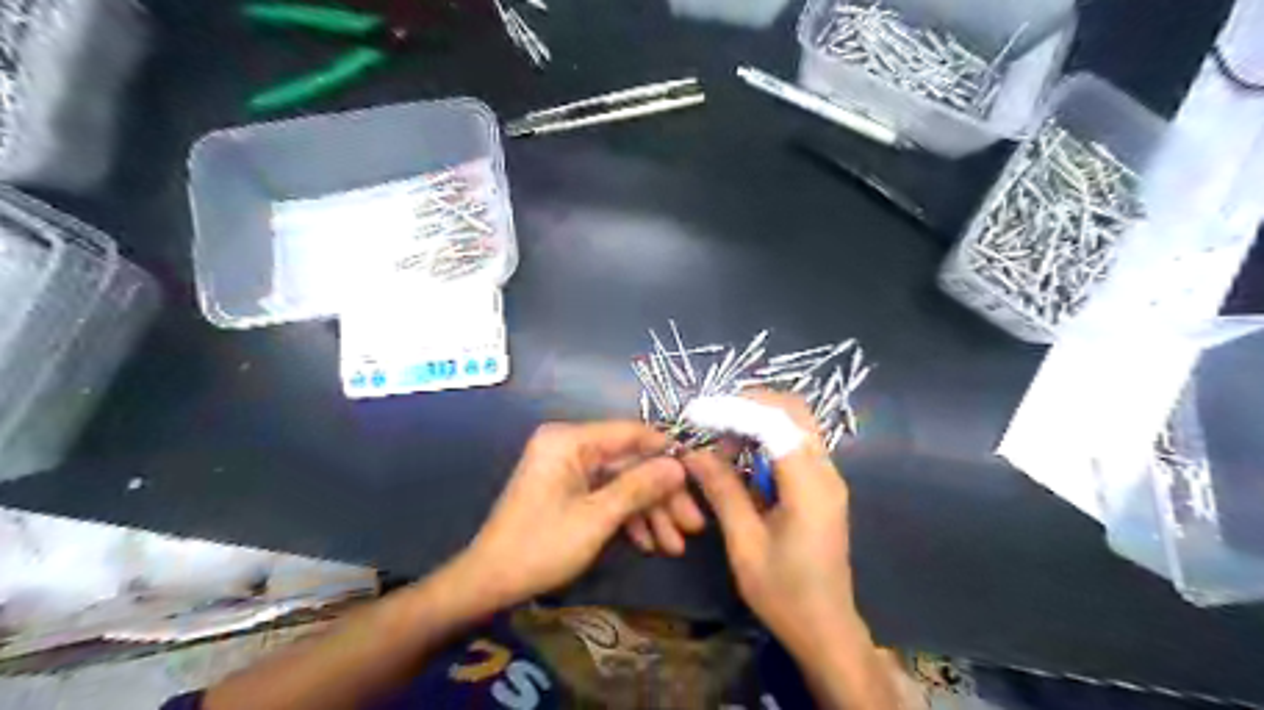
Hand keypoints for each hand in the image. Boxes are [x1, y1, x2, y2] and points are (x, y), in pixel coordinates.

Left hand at [459, 421, 688, 609]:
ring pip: (622, 482)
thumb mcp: (597, 517)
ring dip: (649, 512)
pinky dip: (627, 517)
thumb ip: (640, 486)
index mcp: (569, 440)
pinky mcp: (569, 490)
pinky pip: (606, 495)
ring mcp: (569, 469)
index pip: (631, 433)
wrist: (490, 583)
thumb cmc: (541, 546)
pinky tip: (649, 544)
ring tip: (675, 545)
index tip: (699, 474)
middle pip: (629, 463)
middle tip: (693, 525)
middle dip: (661, 495)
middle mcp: (570, 446)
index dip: (667, 452)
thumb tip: (679, 465)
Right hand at [687, 394, 853, 655]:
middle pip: (793, 411)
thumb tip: (693, 452)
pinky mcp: (822, 486)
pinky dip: (766, 440)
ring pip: (795, 424)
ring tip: (721, 444)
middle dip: (749, 404)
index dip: (734, 409)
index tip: (697, 412)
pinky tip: (740, 459)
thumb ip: (722, 491)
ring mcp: (828, 477)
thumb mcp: (745, 543)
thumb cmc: (783, 593)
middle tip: (710, 419)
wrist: (826, 628)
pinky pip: (794, 445)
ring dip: (756, 421)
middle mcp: (826, 472)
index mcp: (809, 486)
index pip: (775, 423)